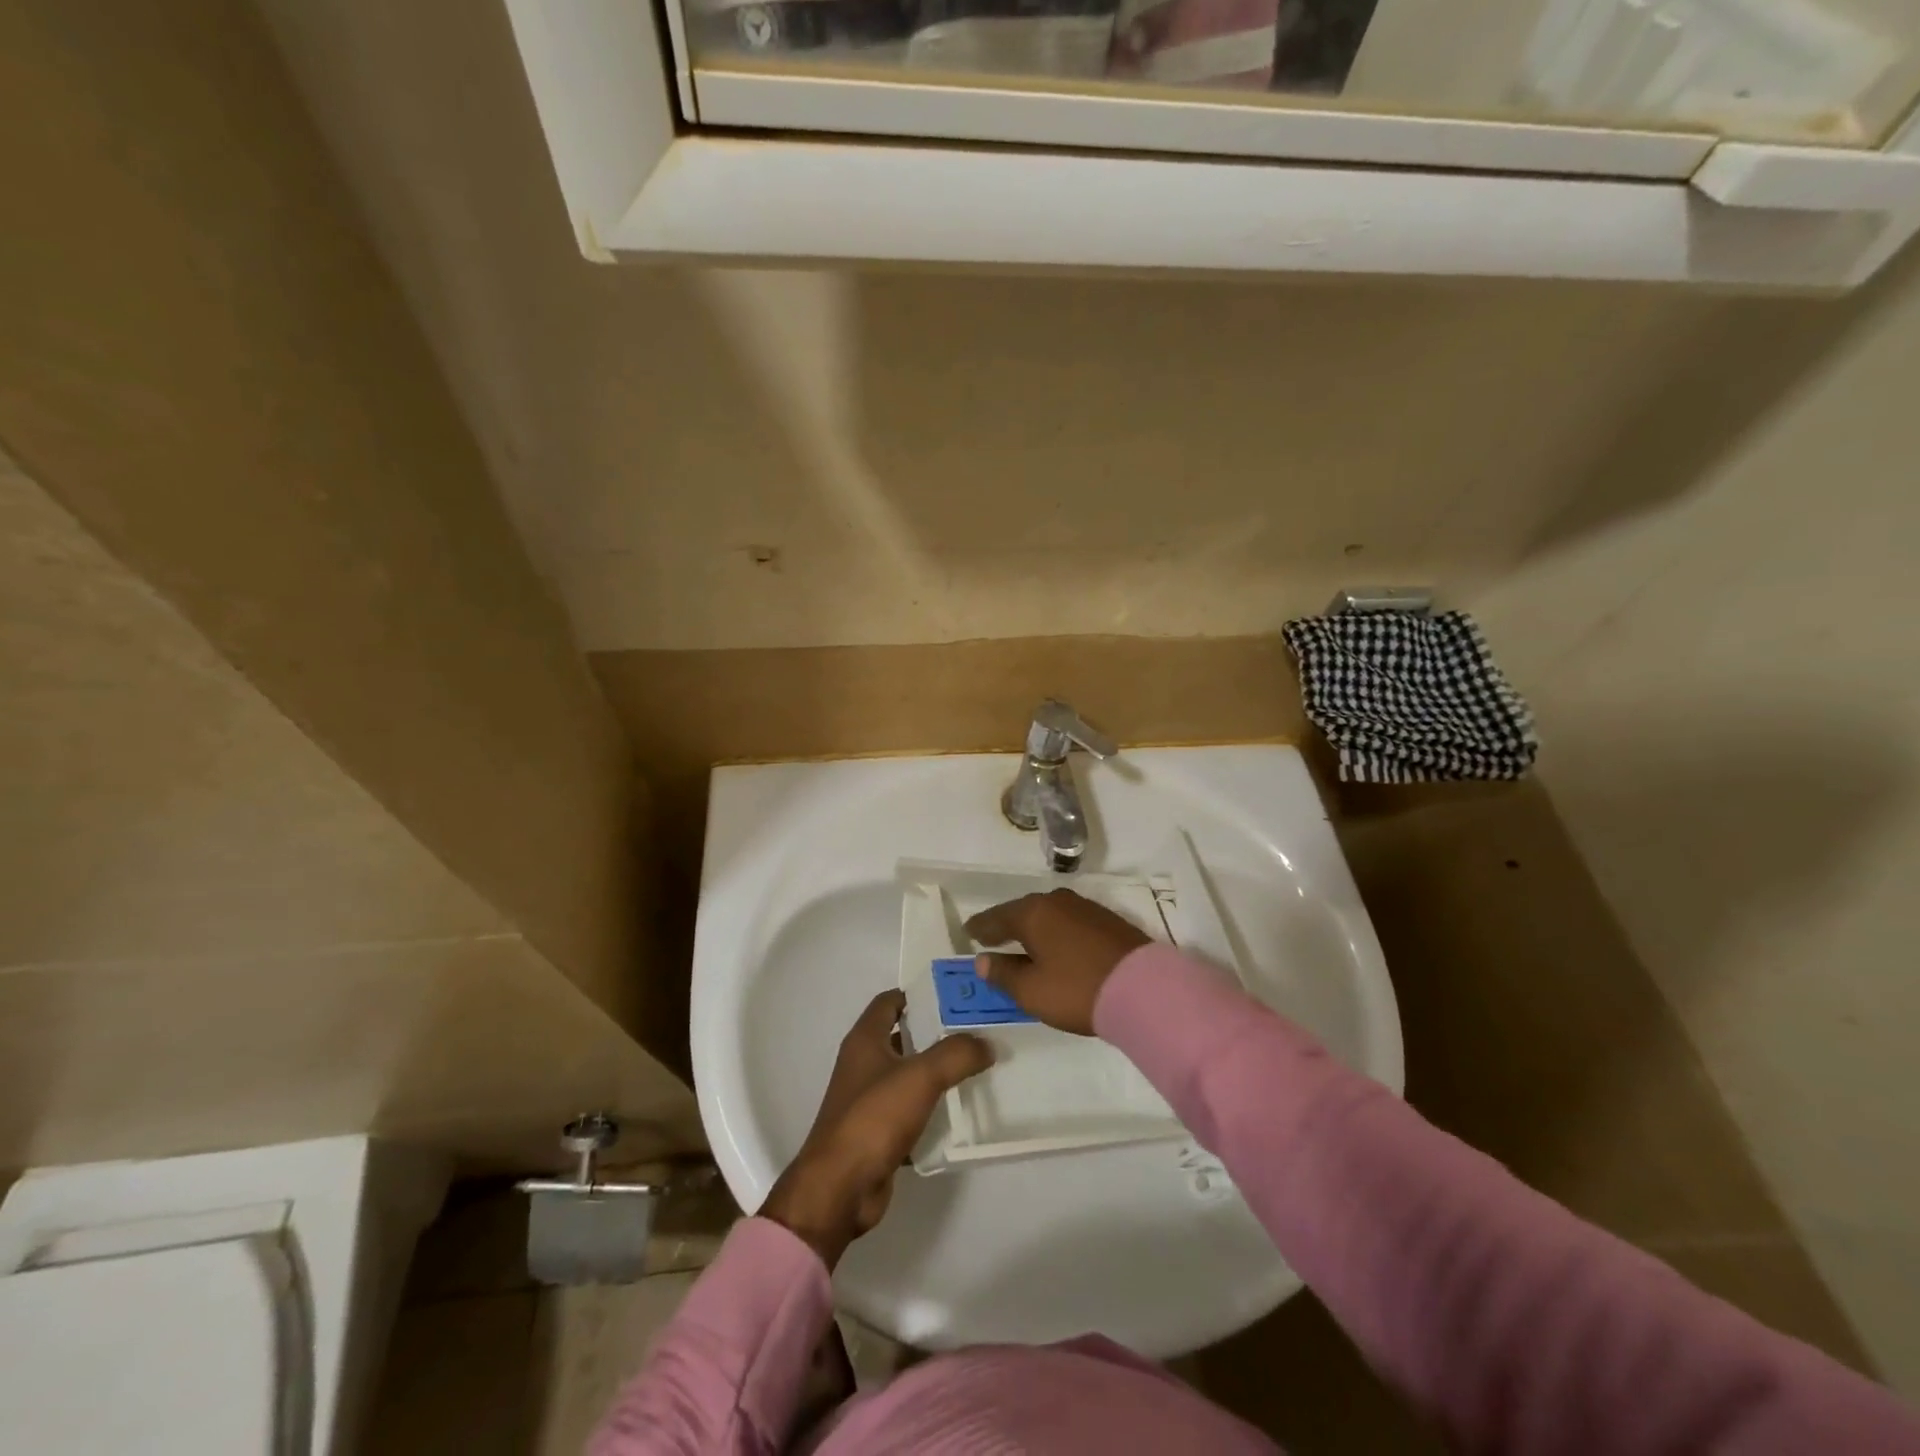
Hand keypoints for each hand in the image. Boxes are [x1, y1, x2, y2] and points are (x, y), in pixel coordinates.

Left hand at [760, 990, 991, 1268]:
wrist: (840, 1188)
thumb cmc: (874, 1118)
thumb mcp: (920, 1077)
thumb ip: (956, 1054)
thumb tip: (986, 1043)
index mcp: (865, 1040)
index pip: (889, 1002)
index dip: (918, 993)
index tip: (954, 994)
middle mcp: (863, 1064)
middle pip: (902, 1037)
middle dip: (936, 1032)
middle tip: (975, 1030)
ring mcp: (868, 1100)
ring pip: (908, 1075)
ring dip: (936, 1072)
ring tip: (976, 1066)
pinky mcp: (877, 1133)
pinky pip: (910, 1111)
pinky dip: (932, 1109)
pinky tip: (960, 1110)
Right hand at [965, 888, 1150, 1035]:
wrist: (1145, 989)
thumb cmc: (1077, 989)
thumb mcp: (1031, 990)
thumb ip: (1003, 974)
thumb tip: (983, 960)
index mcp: (1032, 912)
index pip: (996, 917)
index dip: (981, 927)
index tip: (969, 932)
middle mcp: (1057, 901)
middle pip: (1023, 911)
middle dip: (1007, 924)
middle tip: (993, 937)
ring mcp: (1086, 908)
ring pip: (1049, 915)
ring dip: (1034, 928)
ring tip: (1025, 943)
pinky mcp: (1108, 920)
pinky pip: (1069, 922)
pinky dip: (1057, 932)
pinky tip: (1058, 946)